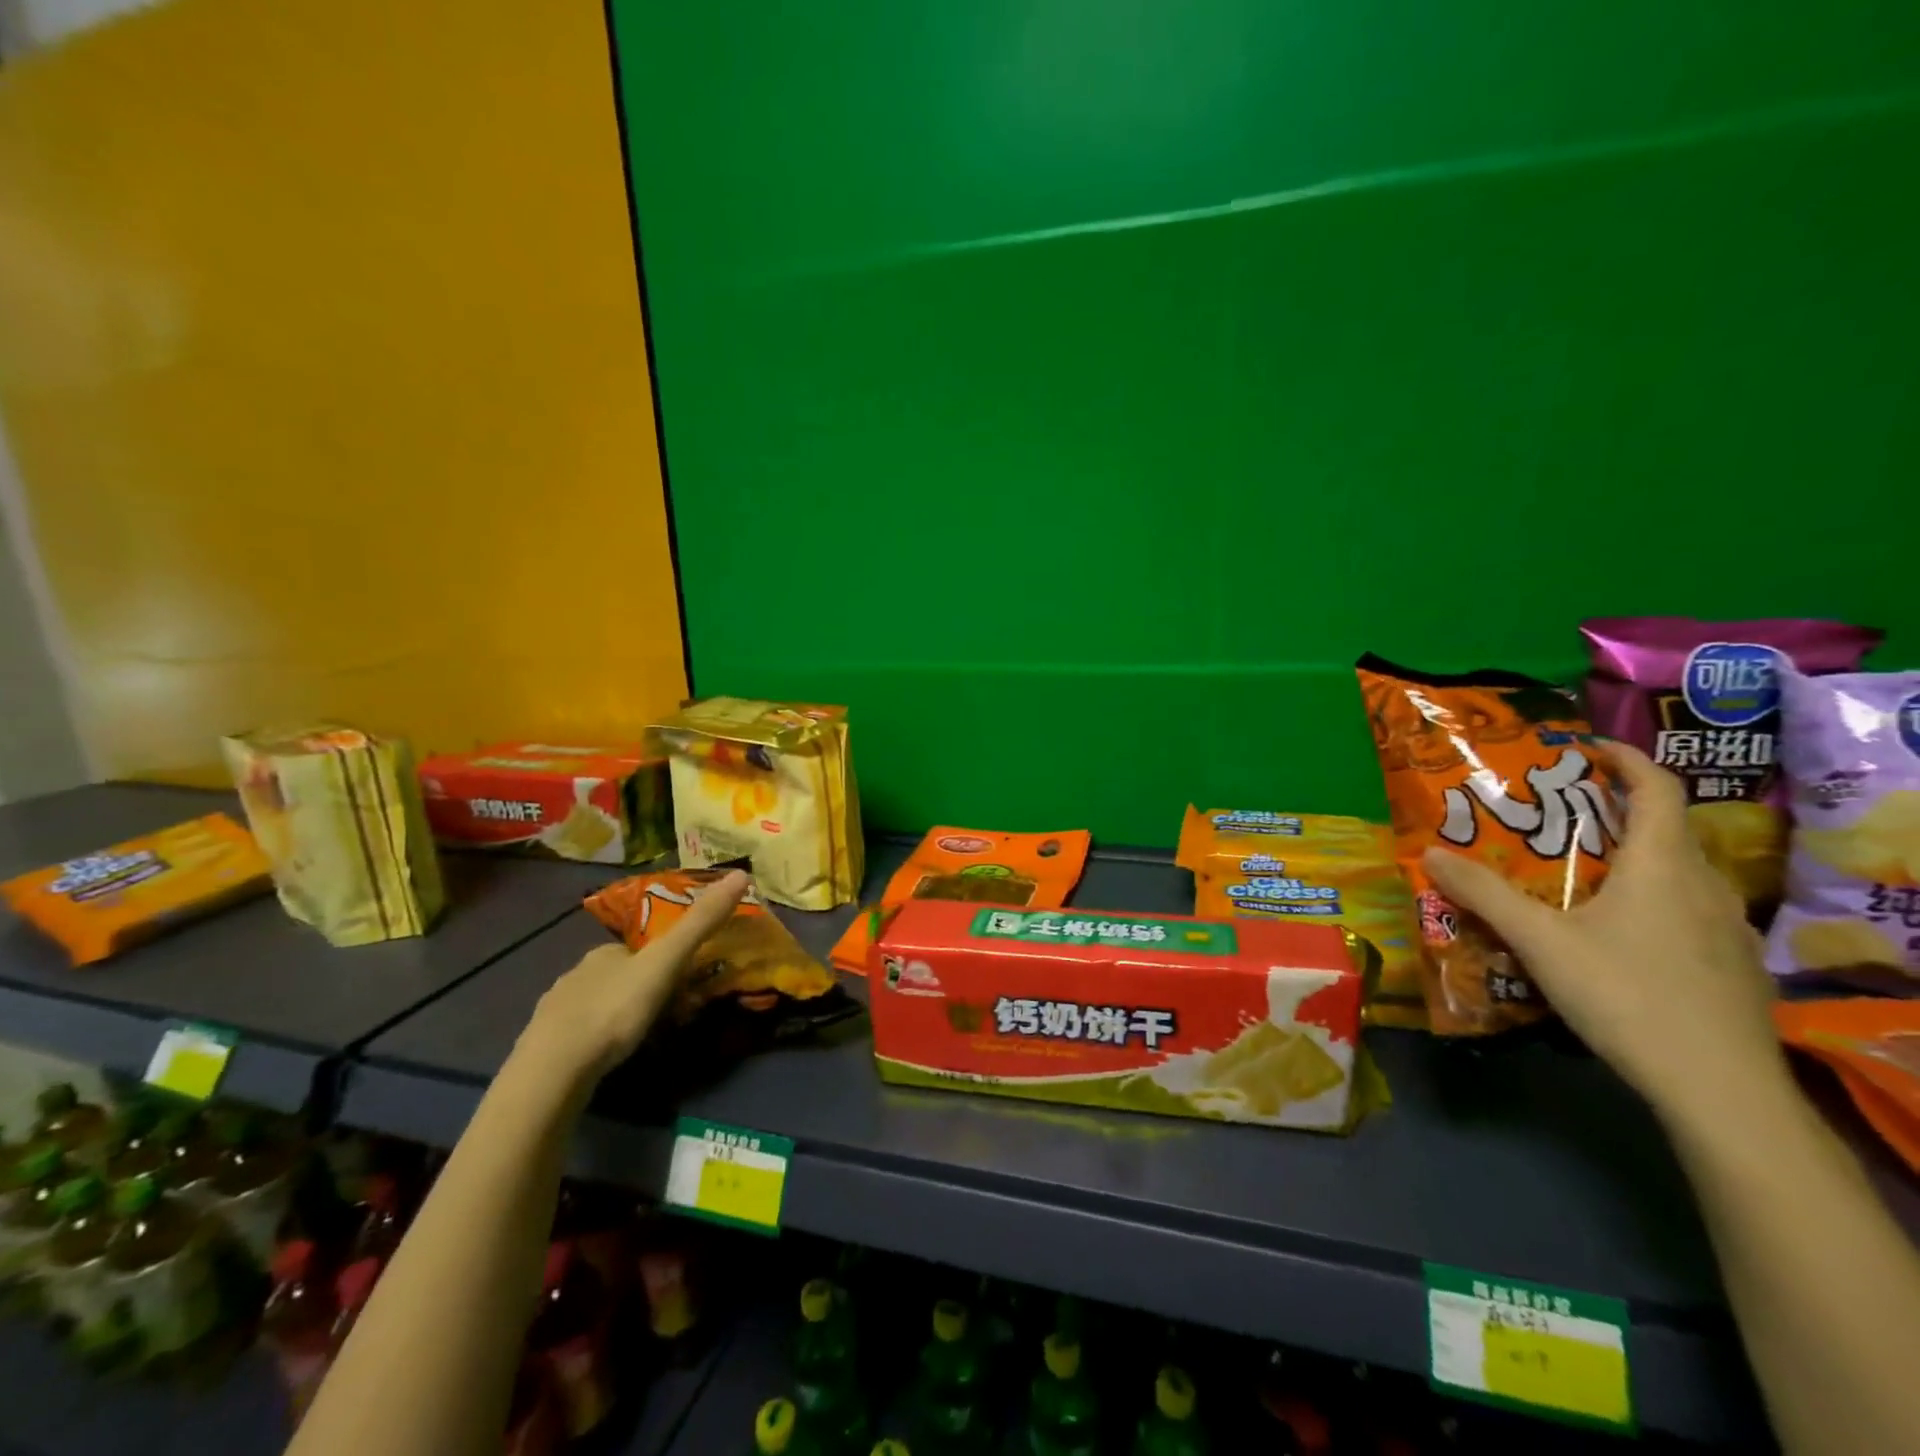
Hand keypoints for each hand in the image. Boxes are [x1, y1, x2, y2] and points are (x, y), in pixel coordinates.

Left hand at [515, 870, 748, 1084]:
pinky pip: (578, 1033)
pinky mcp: (544, 1046)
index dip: (661, 956)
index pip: (638, 945)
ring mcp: (555, 1010)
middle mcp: (577, 972)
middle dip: (639, 985)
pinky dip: (595, 1038)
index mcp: (605, 951)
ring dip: (617, 1012)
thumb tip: (741, 874)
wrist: (553, 1070)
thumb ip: (700, 923)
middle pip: (617, 972)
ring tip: (639, 1035)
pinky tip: (605, 1055)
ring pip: (596, 1001)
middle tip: (667, 1009)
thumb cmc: (615, 1010)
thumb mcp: (666, 962)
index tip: (682, 976)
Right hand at [1422, 742, 1784, 1126]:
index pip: (1658, 788)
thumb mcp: (1541, 941)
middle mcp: (1704, 886)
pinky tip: (1613, 932)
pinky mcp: (1730, 965)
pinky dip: (1649, 899)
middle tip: (1557, 816)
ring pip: (1677, 873)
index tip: (1585, 749)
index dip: (1625, 759)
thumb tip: (1429, 852)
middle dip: (1613, 812)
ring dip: (1631, 859)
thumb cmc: (1627, 995)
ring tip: (1576, 871)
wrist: (1721, 1091)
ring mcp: (1726, 928)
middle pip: (1665, 829)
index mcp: (1664, 866)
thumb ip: (1484, 894)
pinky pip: (1686, 910)